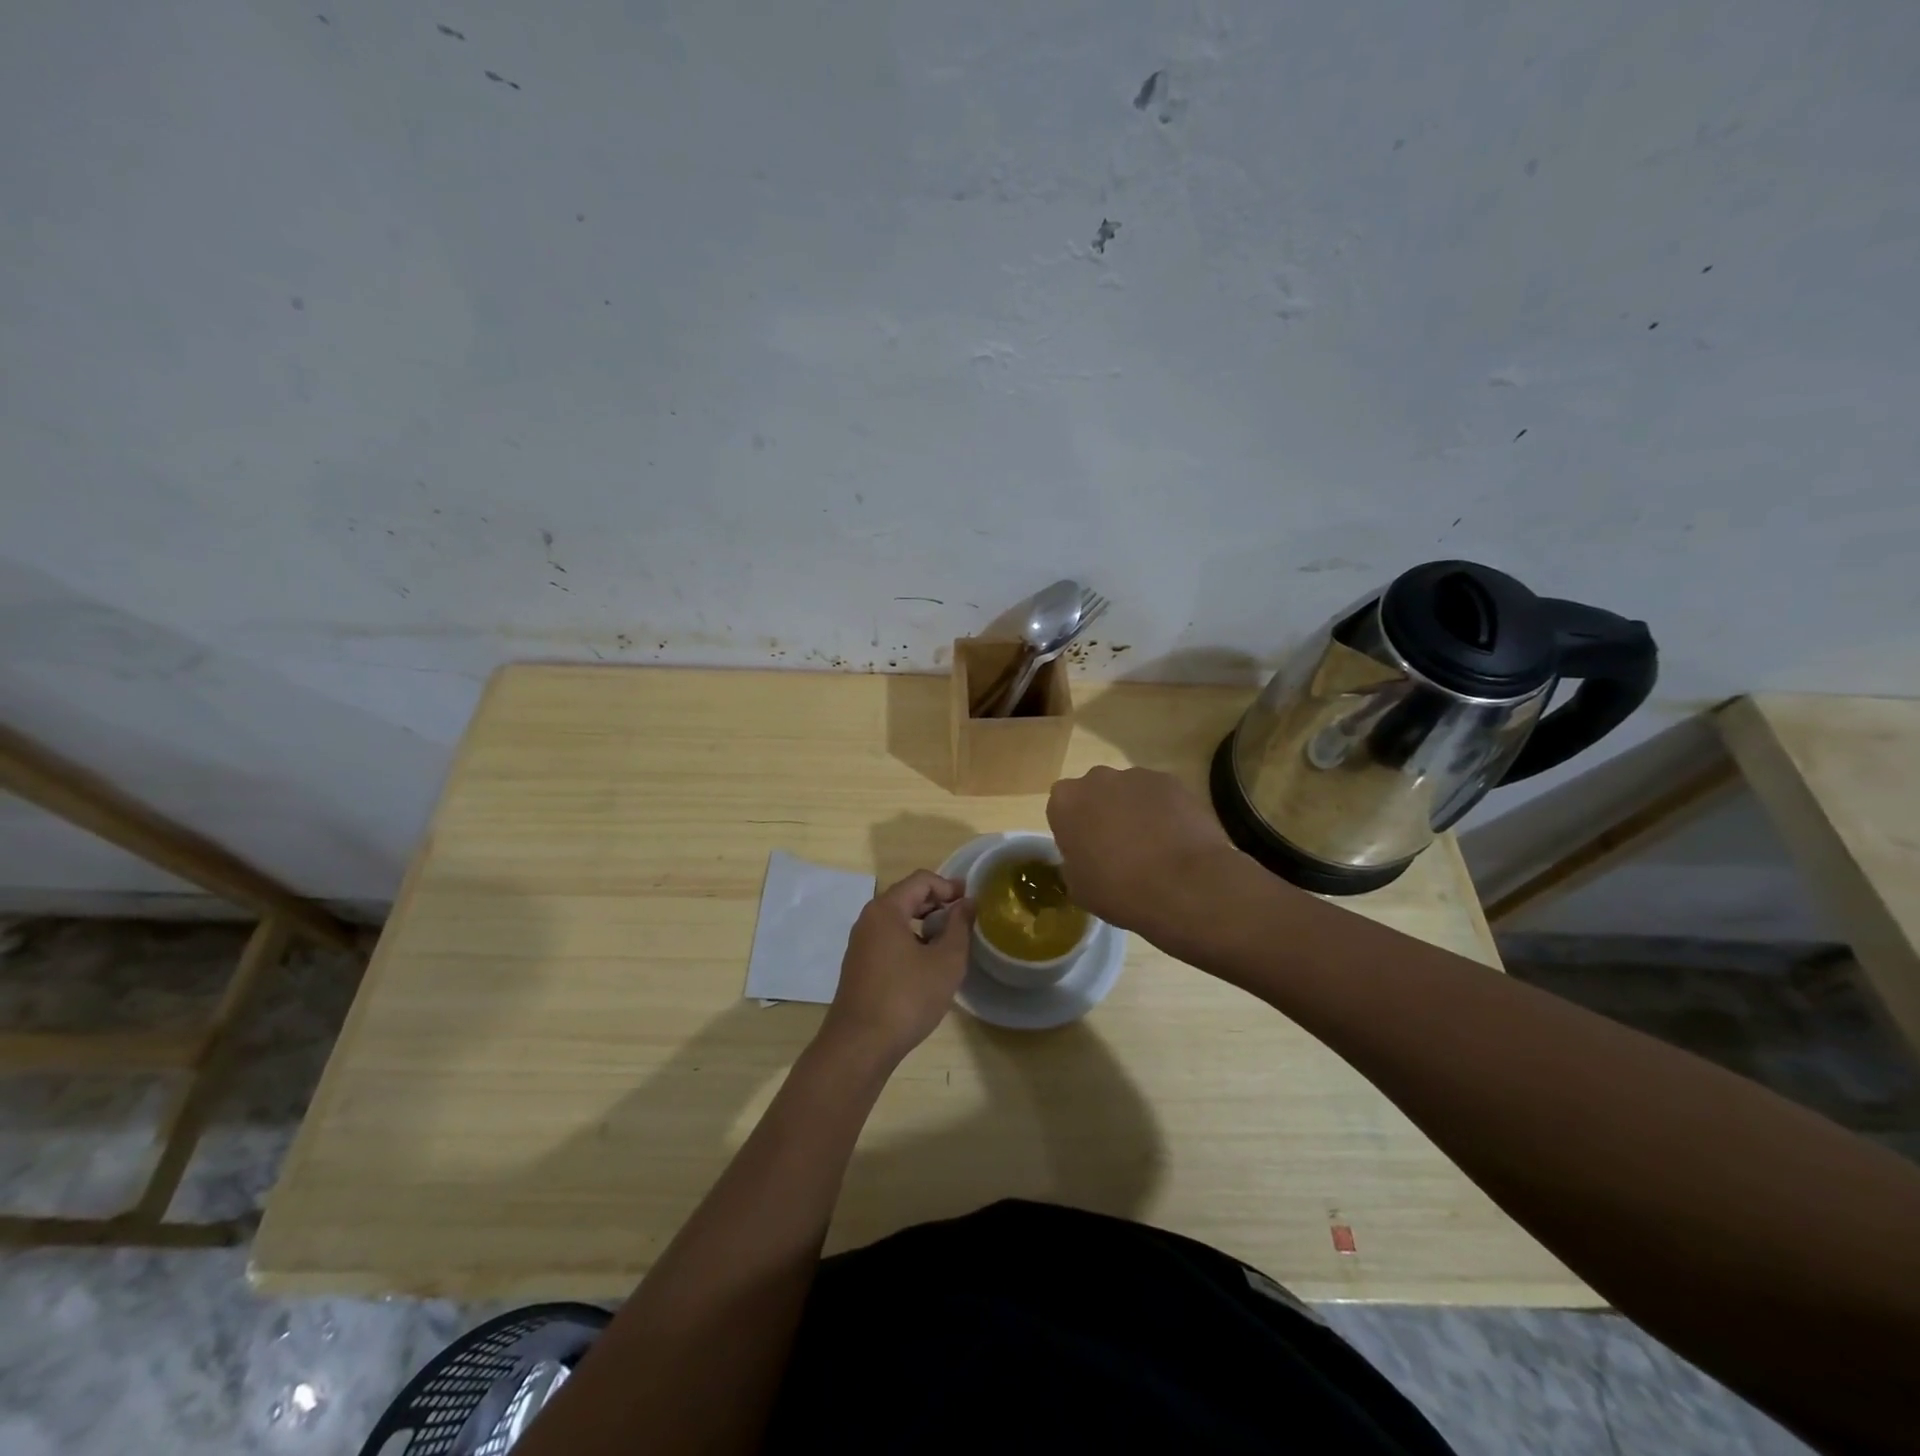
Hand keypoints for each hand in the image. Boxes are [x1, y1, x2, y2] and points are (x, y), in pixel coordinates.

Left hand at [821, 870, 974, 1066]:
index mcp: (886, 910)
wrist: (860, 1045)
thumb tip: (967, 903)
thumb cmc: (907, 998)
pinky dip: (911, 940)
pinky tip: (927, 964)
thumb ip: (959, 926)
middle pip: (907, 896)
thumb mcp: (945, 962)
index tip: (971, 901)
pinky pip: (888, 939)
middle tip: (964, 918)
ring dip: (925, 923)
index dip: (949, 885)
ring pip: (897, 920)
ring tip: (949, 941)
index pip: (920, 880)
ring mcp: (860, 944)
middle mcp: (868, 920)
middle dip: (937, 903)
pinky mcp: (859, 966)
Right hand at [1046, 766, 1246, 943]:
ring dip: (1133, 811)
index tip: (1086, 852)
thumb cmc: (1118, 890)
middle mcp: (1096, 779)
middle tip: (1117, 848)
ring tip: (1152, 847)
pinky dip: (1163, 812)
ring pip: (1128, 792)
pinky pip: (1159, 795)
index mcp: (1065, 802)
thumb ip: (1073, 862)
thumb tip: (1084, 858)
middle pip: (1094, 793)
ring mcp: (1136, 776)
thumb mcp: (1078, 887)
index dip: (1074, 830)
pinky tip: (1174, 840)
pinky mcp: (1171, 782)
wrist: (1183, 885)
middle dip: (1102, 813)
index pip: (1061, 809)